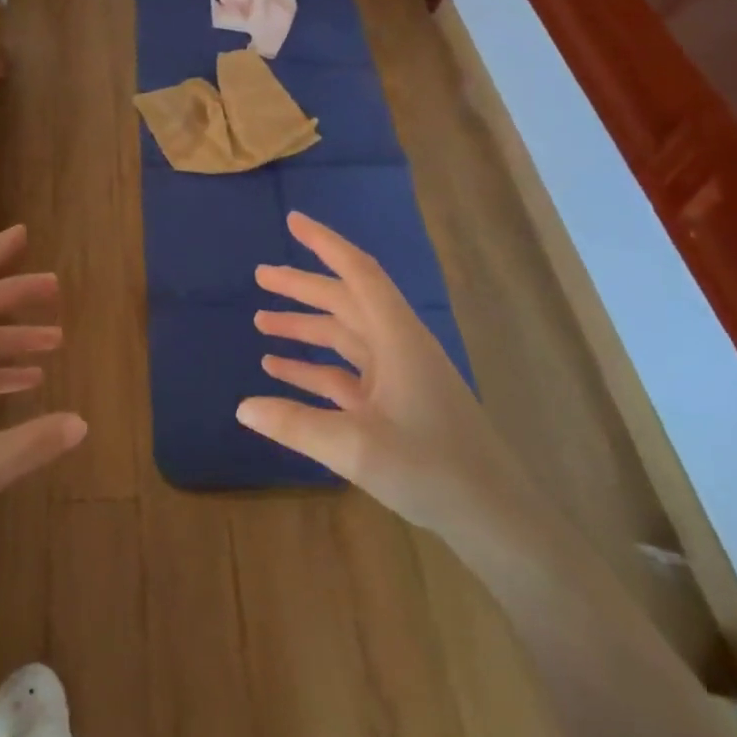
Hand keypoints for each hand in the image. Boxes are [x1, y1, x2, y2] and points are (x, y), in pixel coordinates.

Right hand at [239, 211, 513, 532]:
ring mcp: (398, 376)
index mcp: (397, 339)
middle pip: (346, 302)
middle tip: (260, 276)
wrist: (494, 515)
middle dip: (303, 287)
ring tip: (261, 321)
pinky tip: (281, 370)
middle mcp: (398, 347)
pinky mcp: (395, 404)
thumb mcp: (356, 448)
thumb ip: (295, 425)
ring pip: (345, 336)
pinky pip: (346, 373)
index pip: (357, 274)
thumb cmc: (432, 469)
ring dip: (305, 327)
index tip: (293, 222)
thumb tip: (242, 407)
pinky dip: (314, 367)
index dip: (325, 244)